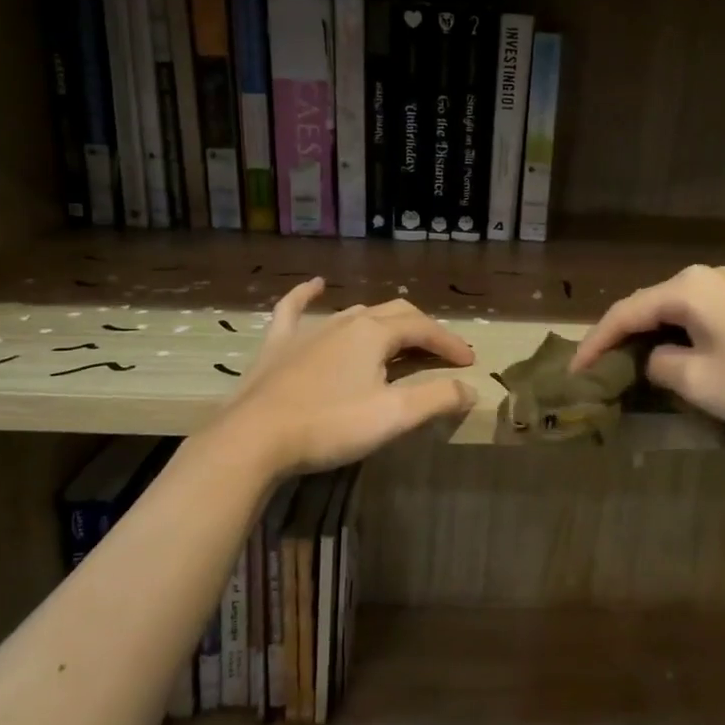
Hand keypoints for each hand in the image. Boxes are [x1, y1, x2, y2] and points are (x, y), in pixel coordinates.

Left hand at [224, 279, 477, 473]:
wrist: (254, 440)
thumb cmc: (329, 425)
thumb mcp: (393, 416)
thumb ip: (436, 399)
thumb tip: (469, 389)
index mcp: (374, 333)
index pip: (424, 329)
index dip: (450, 344)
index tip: (470, 363)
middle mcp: (345, 321)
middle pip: (395, 314)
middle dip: (424, 331)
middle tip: (442, 355)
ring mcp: (308, 330)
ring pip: (356, 314)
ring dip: (384, 323)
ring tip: (400, 342)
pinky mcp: (278, 345)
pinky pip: (294, 309)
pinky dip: (308, 295)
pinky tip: (316, 285)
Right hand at [570, 265, 724, 432]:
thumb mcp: (701, 382)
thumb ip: (661, 366)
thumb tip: (656, 358)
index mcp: (687, 288)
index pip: (625, 312)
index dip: (595, 343)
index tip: (575, 372)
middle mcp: (708, 276)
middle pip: (650, 305)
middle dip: (622, 336)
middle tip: (601, 367)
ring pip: (677, 309)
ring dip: (654, 335)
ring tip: (634, 363)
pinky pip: (704, 313)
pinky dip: (683, 334)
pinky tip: (681, 354)